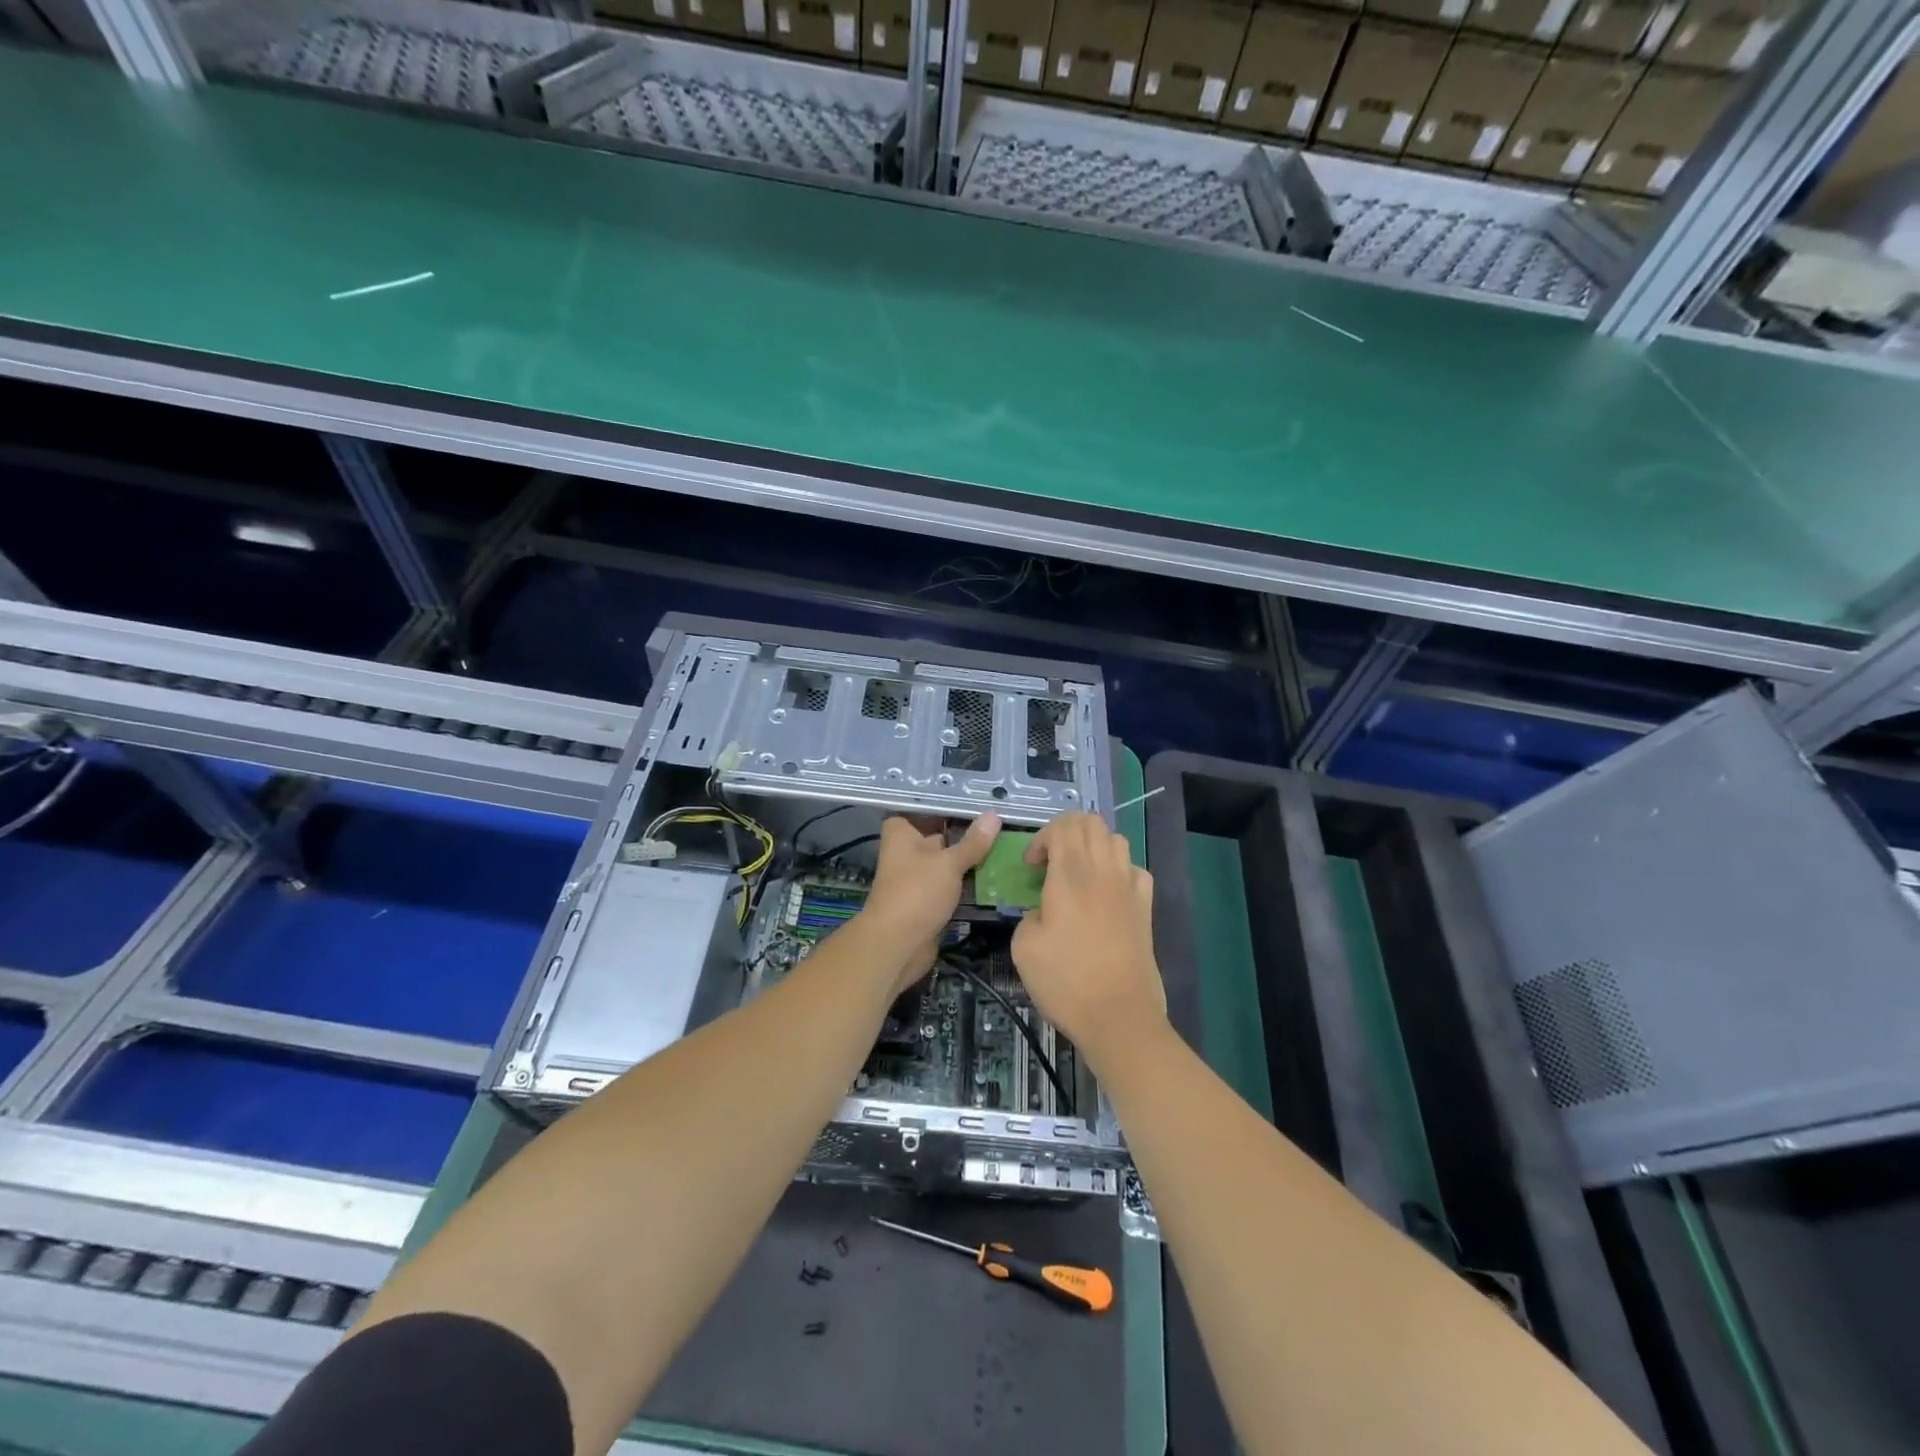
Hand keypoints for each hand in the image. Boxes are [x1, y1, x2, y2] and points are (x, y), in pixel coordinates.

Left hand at [861, 814, 1000, 992]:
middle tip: (1001, 824)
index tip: (975, 800)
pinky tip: (995, 876)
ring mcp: (917, 878)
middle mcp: (906, 852)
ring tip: (1006, 847)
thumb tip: (994, 815)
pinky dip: (968, 883)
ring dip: (970, 861)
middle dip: (965, 834)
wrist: (898, 945)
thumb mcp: (949, 863)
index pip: (921, 810)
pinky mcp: (928, 901)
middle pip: (939, 836)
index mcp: (901, 834)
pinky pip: (951, 886)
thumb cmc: (917, 892)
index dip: (946, 806)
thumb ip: (972, 842)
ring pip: (947, 863)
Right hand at [1011, 812, 1165, 1066]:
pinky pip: (1135, 869)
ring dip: (1093, 846)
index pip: (1063, 825)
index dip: (1042, 837)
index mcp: (1070, 876)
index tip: (1031, 867)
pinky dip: (1118, 870)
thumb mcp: (1023, 947)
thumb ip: (1029, 915)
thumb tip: (1044, 912)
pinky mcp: (1146, 908)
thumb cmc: (1066, 982)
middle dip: (1066, 832)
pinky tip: (1107, 893)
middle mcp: (1103, 872)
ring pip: (1116, 839)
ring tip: (1078, 874)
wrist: (1119, 1017)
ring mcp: (1130, 888)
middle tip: (1051, 862)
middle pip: (1091, 822)